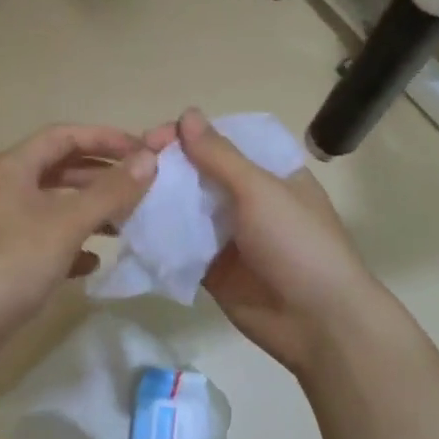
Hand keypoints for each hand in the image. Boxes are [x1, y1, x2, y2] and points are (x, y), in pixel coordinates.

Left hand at [0, 124, 157, 355]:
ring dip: (90, 210)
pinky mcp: (4, 258)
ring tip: (127, 222)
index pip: (64, 136)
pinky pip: (45, 239)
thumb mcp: (66, 224)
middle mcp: (5, 188)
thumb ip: (110, 191)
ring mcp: (2, 224)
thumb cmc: (13, 263)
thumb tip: (149, 159)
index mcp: (13, 168)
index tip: (142, 152)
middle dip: (101, 176)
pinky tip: (93, 262)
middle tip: (141, 187)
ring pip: (55, 205)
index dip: (105, 139)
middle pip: (60, 169)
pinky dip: (72, 244)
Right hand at [151, 108, 385, 374]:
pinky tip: (126, 226)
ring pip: (185, 207)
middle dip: (165, 166)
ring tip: (119, 193)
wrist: (319, 324)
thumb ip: (219, 155)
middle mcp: (246, 198)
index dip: (186, 135)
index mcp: (268, 171)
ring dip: (156, 199)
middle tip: (127, 167)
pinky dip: (157, 234)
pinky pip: (179, 243)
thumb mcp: (260, 190)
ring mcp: (227, 233)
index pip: (220, 141)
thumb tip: (187, 114)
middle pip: (198, 172)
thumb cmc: (297, 244)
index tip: (150, 139)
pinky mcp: (211, 267)